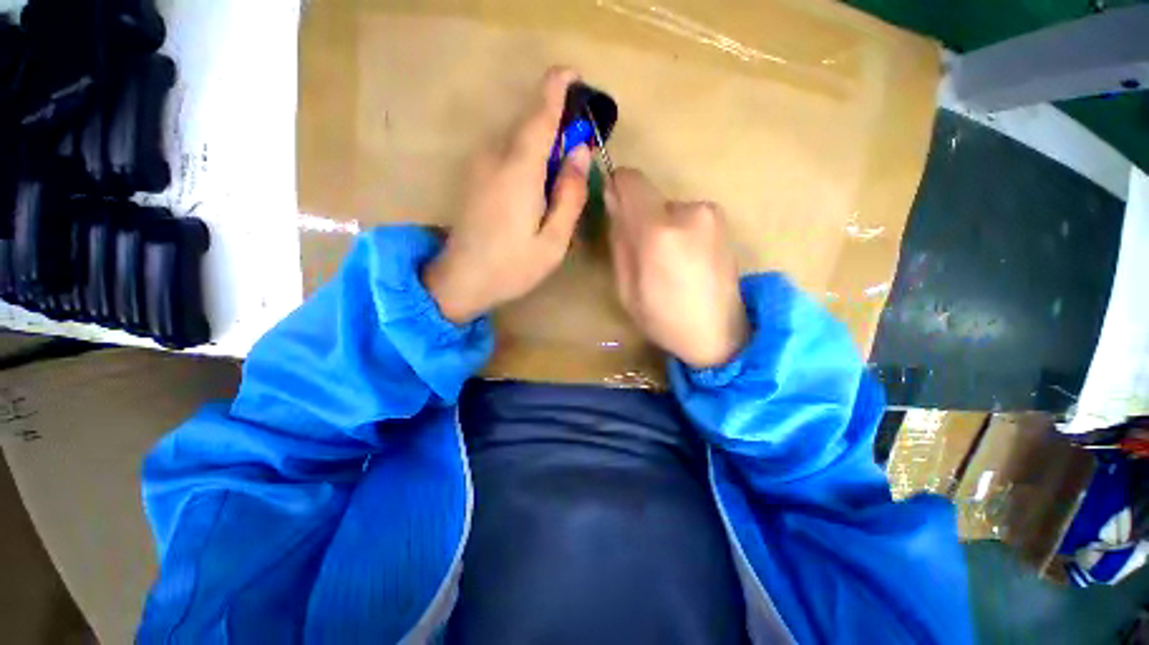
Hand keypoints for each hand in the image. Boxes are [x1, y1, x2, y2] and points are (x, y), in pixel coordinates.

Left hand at [423, 67, 591, 323]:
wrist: (461, 280)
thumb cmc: (512, 266)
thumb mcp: (553, 240)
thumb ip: (570, 195)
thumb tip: (580, 153)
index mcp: (519, 170)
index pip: (540, 114)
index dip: (557, 88)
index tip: (574, 75)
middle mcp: (495, 157)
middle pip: (530, 126)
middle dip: (557, 131)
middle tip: (577, 161)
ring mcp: (479, 165)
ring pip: (518, 142)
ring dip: (543, 150)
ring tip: (557, 187)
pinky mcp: (473, 176)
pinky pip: (507, 155)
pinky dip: (527, 161)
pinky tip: (534, 194)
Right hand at [606, 169, 748, 368]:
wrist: (720, 334)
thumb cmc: (664, 318)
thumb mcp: (626, 287)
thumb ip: (619, 239)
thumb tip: (613, 200)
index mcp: (658, 232)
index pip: (630, 180)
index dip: (617, 189)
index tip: (614, 213)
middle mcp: (689, 211)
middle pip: (648, 198)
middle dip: (639, 219)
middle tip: (643, 256)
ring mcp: (711, 214)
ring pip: (668, 209)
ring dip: (661, 227)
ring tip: (669, 263)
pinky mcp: (724, 221)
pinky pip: (687, 216)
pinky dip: (679, 231)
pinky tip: (687, 261)